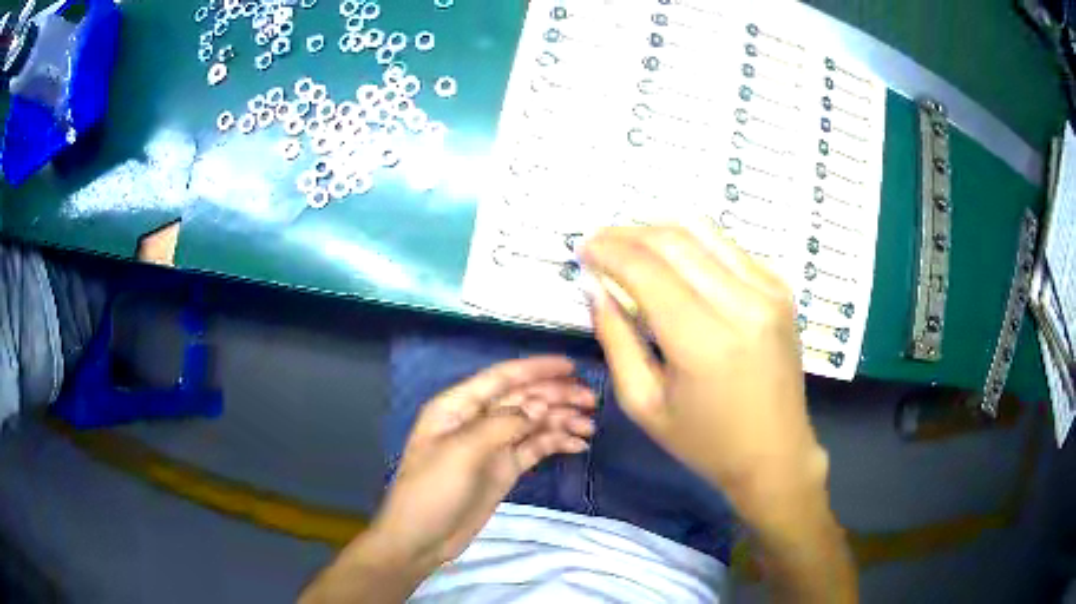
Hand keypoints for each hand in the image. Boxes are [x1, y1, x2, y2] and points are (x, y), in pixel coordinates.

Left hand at [367, 356, 595, 570]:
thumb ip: (502, 424)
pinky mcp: (504, 468)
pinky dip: (556, 443)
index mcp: (458, 407)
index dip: (536, 368)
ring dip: (561, 420)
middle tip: (591, 400)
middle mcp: (477, 420)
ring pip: (532, 423)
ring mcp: (492, 446)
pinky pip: (535, 448)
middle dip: (556, 396)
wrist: (422, 538)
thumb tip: (541, 404)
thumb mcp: (462, 452)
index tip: (571, 366)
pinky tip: (578, 445)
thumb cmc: (433, 490)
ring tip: (590, 427)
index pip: (501, 377)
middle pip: (522, 399)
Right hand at [582, 226, 827, 526]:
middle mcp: (742, 304)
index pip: (646, 269)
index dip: (607, 251)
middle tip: (599, 243)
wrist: (775, 453)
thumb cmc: (705, 442)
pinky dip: (694, 243)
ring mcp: (768, 290)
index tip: (582, 249)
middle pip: (673, 240)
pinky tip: (676, 262)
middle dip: (626, 233)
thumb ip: (615, 339)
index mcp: (704, 342)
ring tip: (630, 245)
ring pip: (703, 231)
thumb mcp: (644, 404)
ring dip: (658, 230)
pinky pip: (728, 247)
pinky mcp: (781, 288)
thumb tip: (593, 287)